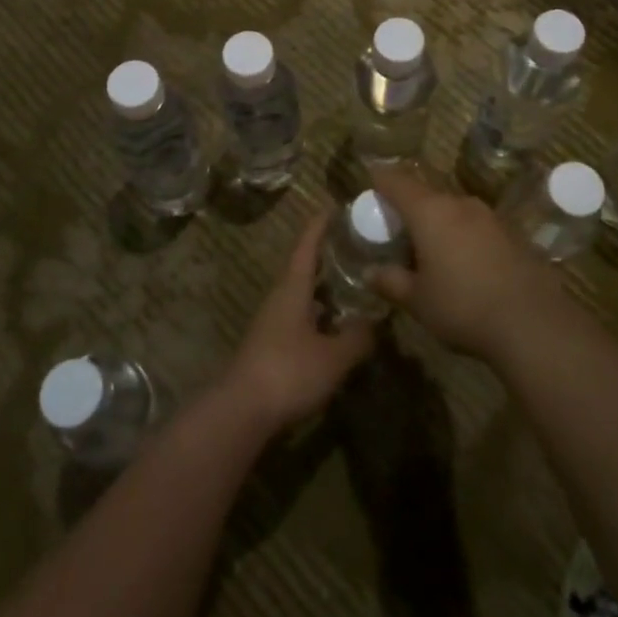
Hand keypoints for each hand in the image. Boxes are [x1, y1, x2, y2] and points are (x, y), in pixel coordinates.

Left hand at [223, 210, 373, 432]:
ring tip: (355, 282)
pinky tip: (338, 325)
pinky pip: (301, 316)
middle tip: (358, 244)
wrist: (241, 411)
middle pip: (304, 266)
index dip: (320, 224)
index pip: (306, 245)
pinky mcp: (272, 345)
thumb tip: (376, 321)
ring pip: (303, 293)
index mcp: (292, 288)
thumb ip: (358, 337)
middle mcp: (280, 298)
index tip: (336, 205)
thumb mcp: (334, 356)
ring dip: (326, 285)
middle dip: (328, 253)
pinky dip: (321, 312)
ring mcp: (273, 322)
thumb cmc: (288, 372)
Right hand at [369, 166, 564, 362]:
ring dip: (440, 224)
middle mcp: (460, 204)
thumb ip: (391, 282)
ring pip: (455, 211)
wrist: (532, 322)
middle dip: (410, 208)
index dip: (380, 180)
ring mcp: (491, 217)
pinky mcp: (513, 234)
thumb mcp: (417, 301)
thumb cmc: (462, 306)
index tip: (370, 184)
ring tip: (431, 251)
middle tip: (398, 231)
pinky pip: (477, 227)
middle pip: (427, 195)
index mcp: (430, 211)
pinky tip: (466, 265)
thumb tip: (371, 272)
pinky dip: (464, 237)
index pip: (397, 181)